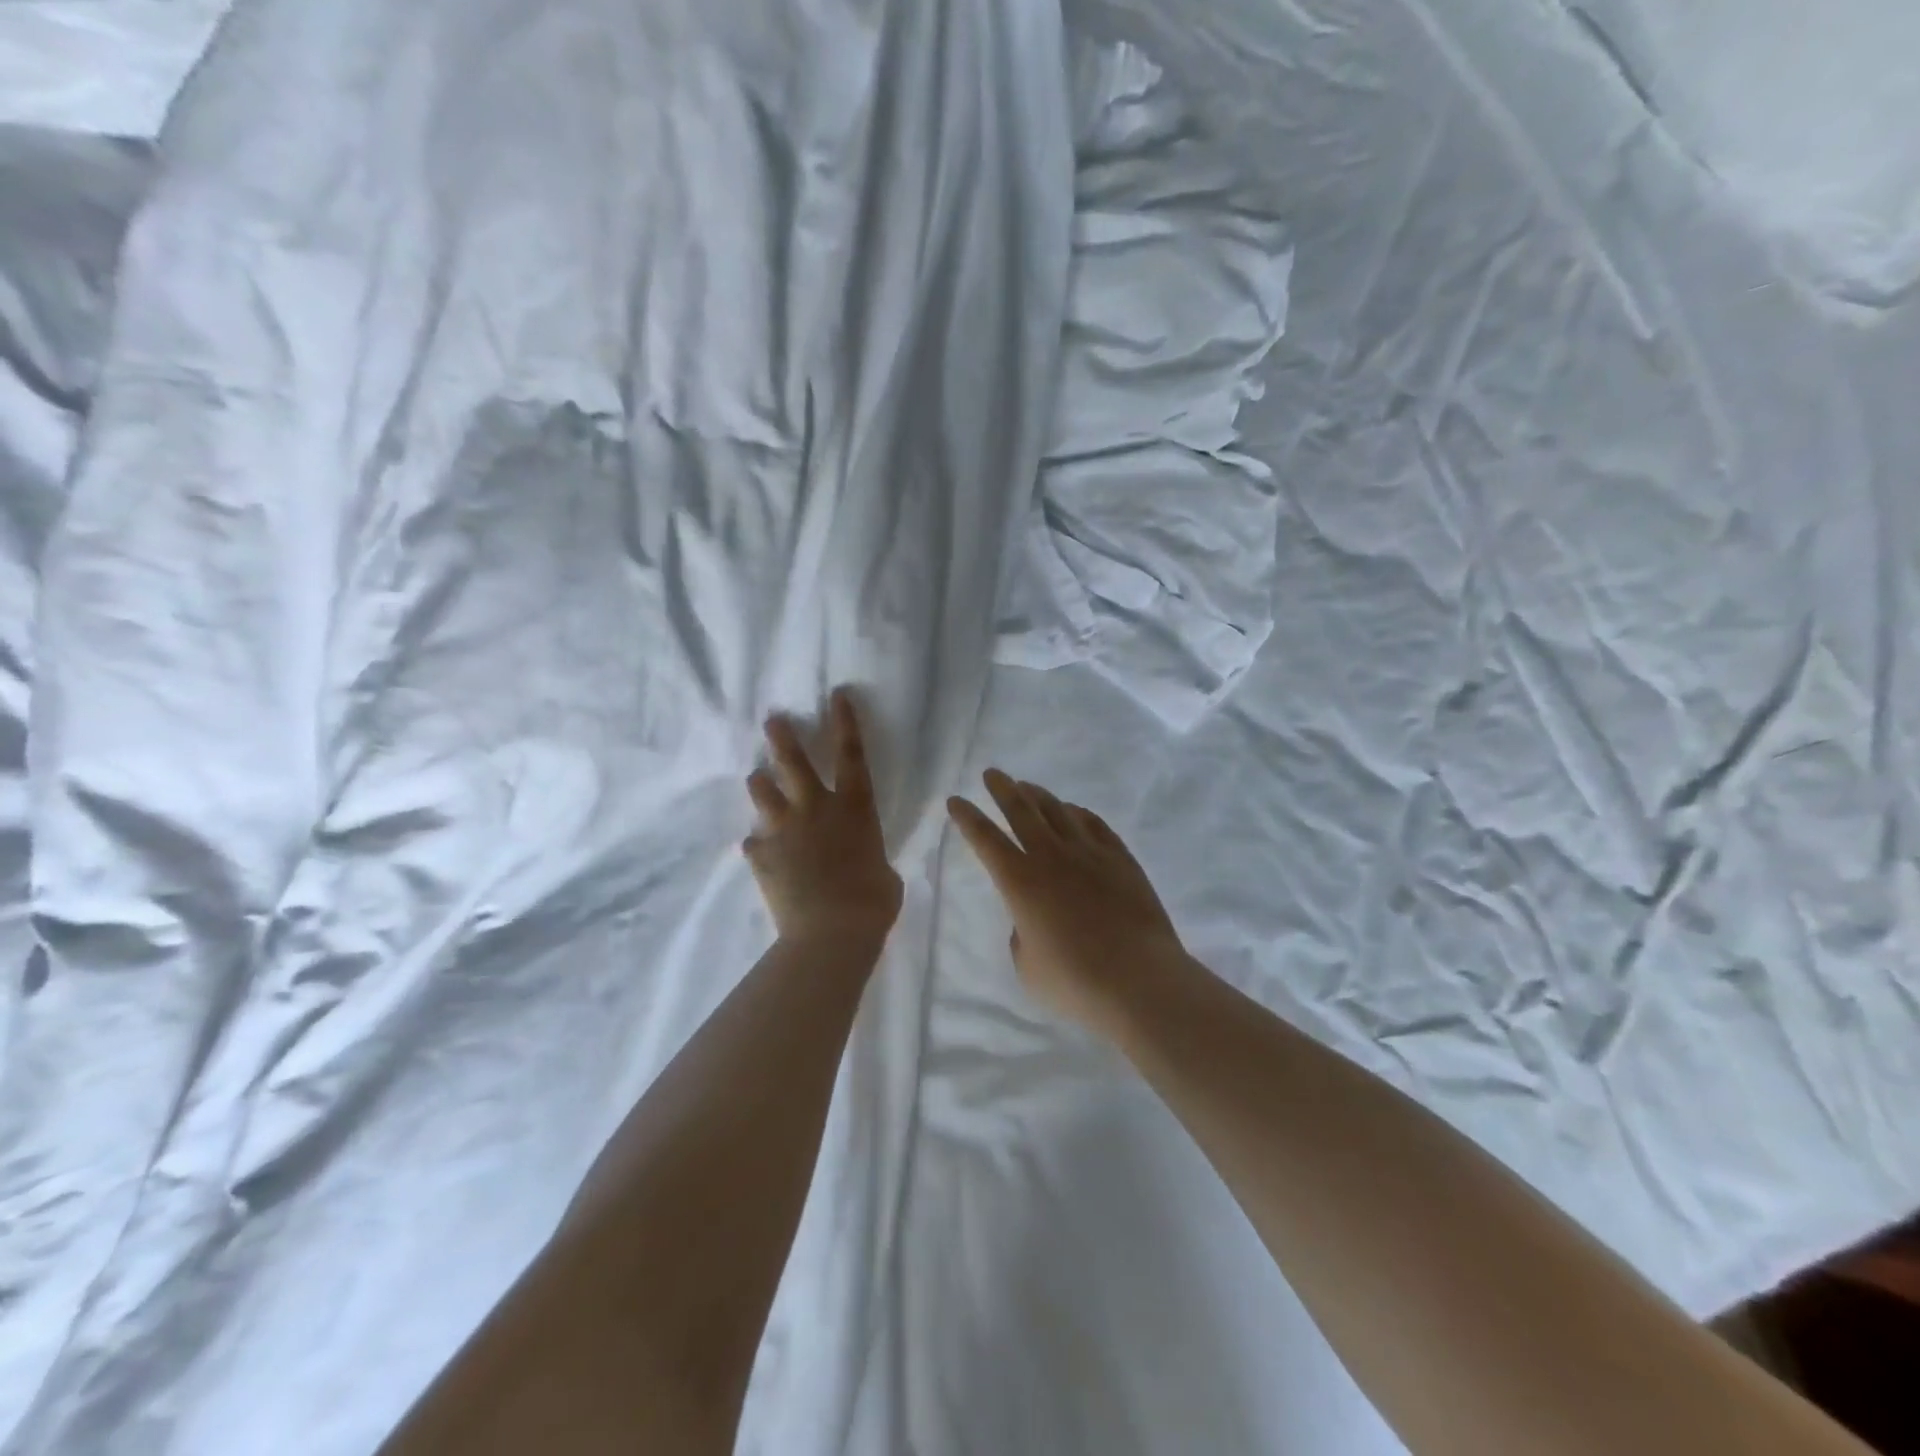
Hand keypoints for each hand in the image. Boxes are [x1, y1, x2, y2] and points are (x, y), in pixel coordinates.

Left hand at [745, 689, 903, 946]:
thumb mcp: (883, 872)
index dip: (845, 722)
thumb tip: (862, 861)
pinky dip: (760, 845)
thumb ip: (868, 855)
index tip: (836, 695)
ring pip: (762, 790)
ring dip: (761, 784)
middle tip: (772, 720)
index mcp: (854, 807)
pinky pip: (755, 842)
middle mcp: (816, 808)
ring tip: (759, 781)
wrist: (831, 931)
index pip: (852, 754)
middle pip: (793, 761)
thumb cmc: (873, 901)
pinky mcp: (760, 854)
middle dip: (782, 736)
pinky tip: (763, 856)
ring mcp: (784, 828)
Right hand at [947, 770, 1188, 1036]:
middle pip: (1021, 810)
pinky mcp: (1120, 859)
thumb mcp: (1027, 966)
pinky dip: (1078, 813)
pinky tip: (1073, 811)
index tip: (955, 801)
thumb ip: (1022, 935)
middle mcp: (1051, 856)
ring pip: (1058, 811)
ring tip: (1027, 786)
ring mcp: (1089, 853)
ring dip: (1038, 795)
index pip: (985, 839)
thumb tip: (1032, 919)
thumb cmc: (1074, 982)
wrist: (1139, 980)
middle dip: (1002, 789)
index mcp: (1020, 881)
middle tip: (992, 774)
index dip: (967, 818)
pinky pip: (1094, 824)